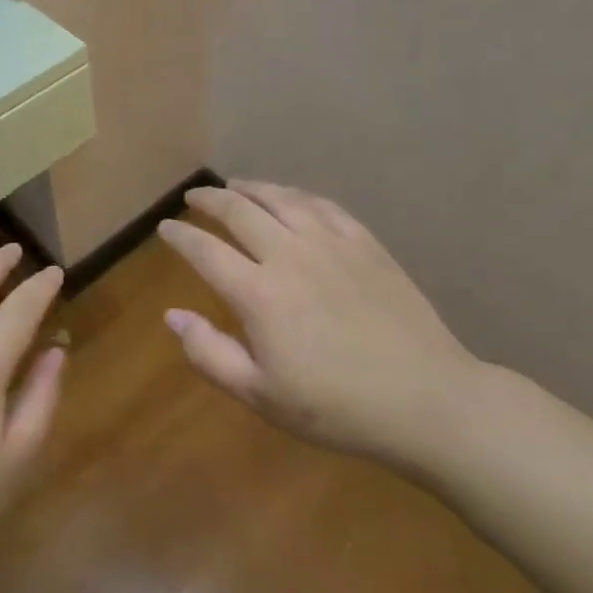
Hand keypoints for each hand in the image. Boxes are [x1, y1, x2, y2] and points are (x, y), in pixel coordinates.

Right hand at [157, 181, 481, 472]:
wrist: (427, 400)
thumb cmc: (337, 407)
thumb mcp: (261, 395)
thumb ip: (209, 353)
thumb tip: (172, 315)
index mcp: (258, 293)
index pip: (205, 250)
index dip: (180, 235)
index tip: (165, 227)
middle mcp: (289, 255)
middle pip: (238, 210)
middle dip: (210, 199)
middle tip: (193, 197)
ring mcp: (331, 243)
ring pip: (280, 198)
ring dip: (250, 188)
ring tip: (235, 185)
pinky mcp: (365, 243)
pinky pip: (322, 205)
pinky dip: (296, 195)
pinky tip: (291, 198)